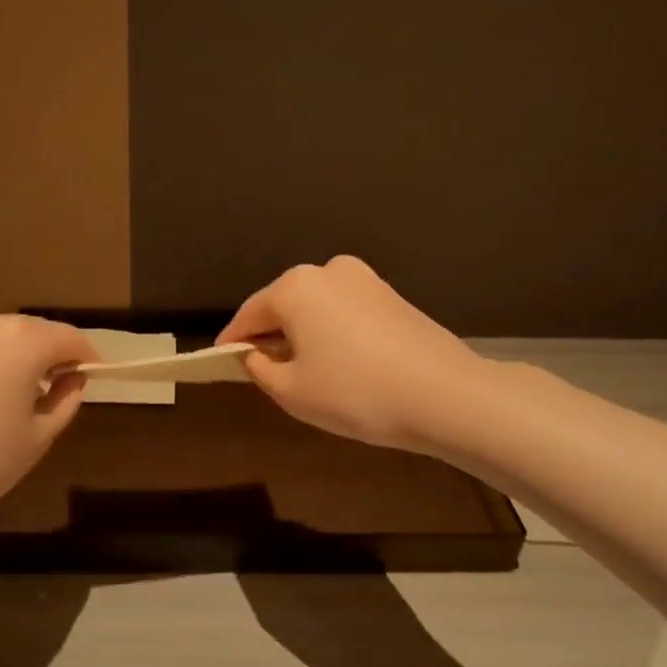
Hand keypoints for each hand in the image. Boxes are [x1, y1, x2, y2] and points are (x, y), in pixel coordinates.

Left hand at [0, 310, 97, 537]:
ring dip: (23, 358)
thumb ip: (65, 402)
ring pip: (6, 337)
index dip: (87, 359)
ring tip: (24, 398)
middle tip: (61, 392)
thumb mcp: (37, 438)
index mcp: (23, 339)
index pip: (70, 338)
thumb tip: (72, 380)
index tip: (94, 380)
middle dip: (54, 356)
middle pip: (37, 332)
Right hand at [216, 256, 481, 451]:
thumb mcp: (291, 391)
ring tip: (303, 370)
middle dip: (270, 335)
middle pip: (283, 305)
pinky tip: (340, 363)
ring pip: (315, 308)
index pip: (249, 314)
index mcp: (295, 287)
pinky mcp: (391, 295)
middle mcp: (327, 271)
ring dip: (302, 333)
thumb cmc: (355, 393)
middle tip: (263, 370)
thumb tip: (254, 355)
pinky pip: (344, 312)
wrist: (445, 395)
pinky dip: (332, 332)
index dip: (232, 341)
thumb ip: (259, 368)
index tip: (222, 361)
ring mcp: (364, 279)